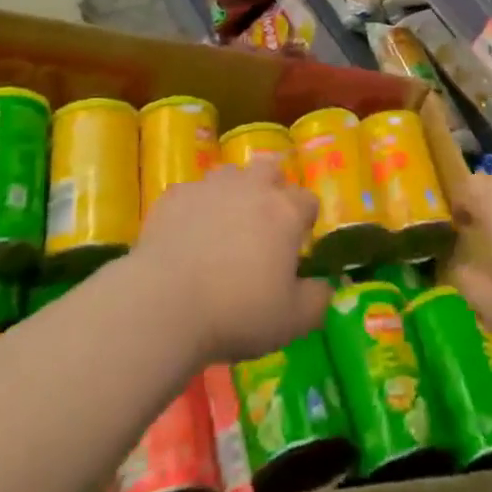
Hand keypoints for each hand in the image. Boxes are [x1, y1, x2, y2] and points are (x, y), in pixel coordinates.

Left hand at [134, 157, 330, 363]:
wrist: (165, 304)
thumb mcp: (293, 321)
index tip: (297, 245)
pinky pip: (192, 193)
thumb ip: (317, 301)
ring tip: (224, 227)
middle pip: (270, 169)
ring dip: (233, 193)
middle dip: (272, 189)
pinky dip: (195, 208)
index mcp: (284, 212)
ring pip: (230, 174)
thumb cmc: (237, 312)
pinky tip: (186, 236)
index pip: (308, 200)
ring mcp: (210, 187)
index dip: (305, 220)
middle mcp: (251, 188)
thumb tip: (325, 287)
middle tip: (263, 225)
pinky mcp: (175, 196)